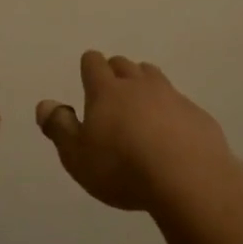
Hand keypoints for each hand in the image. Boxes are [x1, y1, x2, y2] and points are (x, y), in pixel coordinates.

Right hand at [36, 50, 234, 211]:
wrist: (189, 180)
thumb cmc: (122, 168)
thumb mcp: (77, 156)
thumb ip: (59, 127)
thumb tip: (45, 103)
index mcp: (106, 91)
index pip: (93, 62)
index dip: (89, 67)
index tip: (87, 79)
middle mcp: (139, 85)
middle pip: (124, 65)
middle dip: (116, 73)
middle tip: (112, 96)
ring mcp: (172, 97)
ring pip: (154, 77)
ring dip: (144, 85)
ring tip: (141, 109)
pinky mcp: (197, 115)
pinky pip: (179, 103)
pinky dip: (171, 111)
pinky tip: (171, 136)